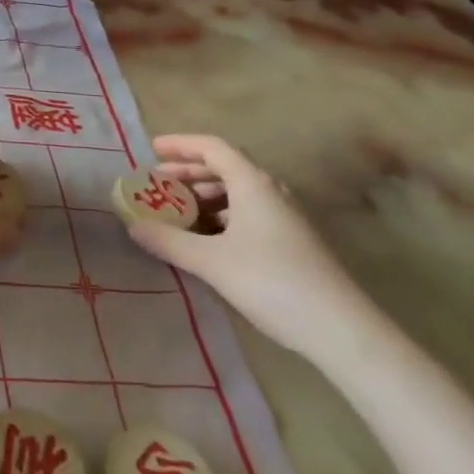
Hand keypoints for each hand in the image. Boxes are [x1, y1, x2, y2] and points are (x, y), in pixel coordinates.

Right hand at [127, 135, 380, 364]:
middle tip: (158, 182)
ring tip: (177, 210)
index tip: (151, 149)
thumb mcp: (211, 262)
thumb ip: (169, 241)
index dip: (180, 145)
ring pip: (238, 192)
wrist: (340, 328)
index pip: (213, 148)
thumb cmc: (271, 282)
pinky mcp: (291, 241)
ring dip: (205, 195)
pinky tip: (207, 238)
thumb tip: (133, 226)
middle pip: (225, 167)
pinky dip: (221, 215)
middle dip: (189, 171)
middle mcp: (271, 192)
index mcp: (253, 184)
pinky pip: (248, 213)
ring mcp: (285, 217)